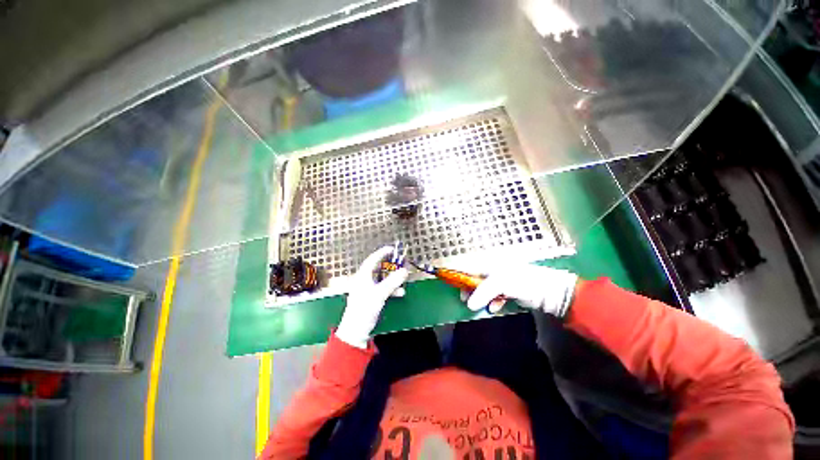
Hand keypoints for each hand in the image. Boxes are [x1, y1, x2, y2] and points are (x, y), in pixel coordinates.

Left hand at [336, 246, 408, 348]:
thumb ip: (393, 282)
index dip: (382, 253)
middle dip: (389, 266)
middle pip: (378, 268)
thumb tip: (405, 270)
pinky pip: (383, 288)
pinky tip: (400, 292)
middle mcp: (364, 280)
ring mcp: (367, 289)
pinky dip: (391, 289)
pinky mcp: (371, 298)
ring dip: (392, 279)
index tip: (392, 249)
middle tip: (399, 263)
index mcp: (363, 276)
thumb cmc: (365, 309)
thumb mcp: (380, 293)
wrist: (356, 331)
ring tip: (402, 278)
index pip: (372, 260)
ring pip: (382, 279)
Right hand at [465, 264, 578, 316]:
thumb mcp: (501, 283)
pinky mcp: (509, 289)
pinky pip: (495, 295)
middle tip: (464, 299)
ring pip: (484, 287)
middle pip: (475, 277)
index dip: (459, 274)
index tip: (451, 283)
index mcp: (491, 264)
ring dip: (480, 297)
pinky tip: (495, 307)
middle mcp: (494, 269)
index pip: (470, 266)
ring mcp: (502, 280)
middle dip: (469, 289)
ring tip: (477, 306)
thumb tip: (468, 305)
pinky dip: (492, 301)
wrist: (551, 292)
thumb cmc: (523, 281)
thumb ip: (483, 291)